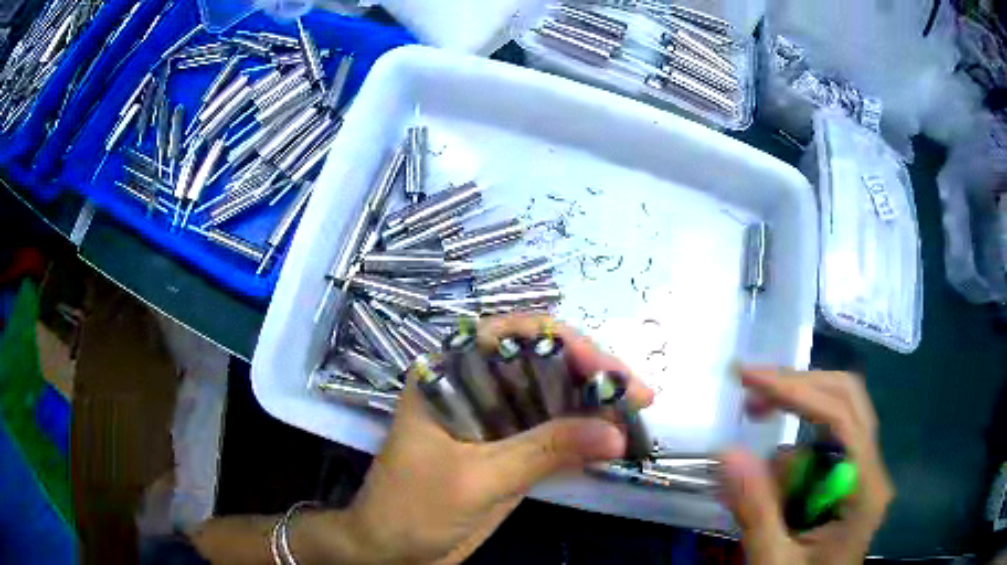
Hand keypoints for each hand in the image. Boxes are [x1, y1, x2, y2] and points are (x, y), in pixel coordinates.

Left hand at [302, 314, 654, 564]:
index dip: (563, 343)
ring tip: (638, 414)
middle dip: (590, 375)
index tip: (606, 369)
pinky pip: (552, 435)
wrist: (392, 552)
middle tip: (638, 393)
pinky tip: (615, 440)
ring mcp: (494, 422)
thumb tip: (616, 432)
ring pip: (551, 399)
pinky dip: (584, 436)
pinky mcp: (508, 452)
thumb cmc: (412, 508)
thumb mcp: (476, 478)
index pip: (510, 336)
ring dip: (594, 406)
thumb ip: (544, 452)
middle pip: (540, 364)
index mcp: (448, 376)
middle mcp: (473, 390)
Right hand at [720, 369, 894, 564]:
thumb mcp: (774, 561)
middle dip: (798, 393)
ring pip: (832, 423)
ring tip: (753, 487)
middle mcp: (870, 470)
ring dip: (791, 441)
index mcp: (864, 489)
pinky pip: (820, 453)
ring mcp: (861, 473)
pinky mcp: (846, 481)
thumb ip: (756, 512)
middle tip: (751, 399)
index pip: (842, 417)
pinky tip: (772, 499)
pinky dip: (791, 464)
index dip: (798, 391)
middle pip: (846, 401)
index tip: (750, 379)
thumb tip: (726, 451)